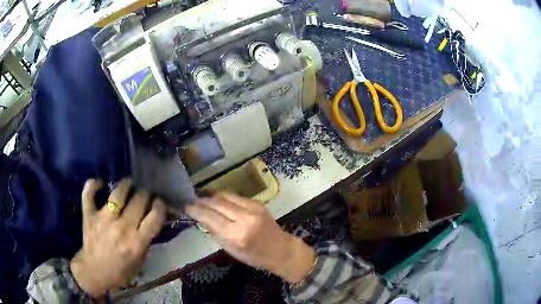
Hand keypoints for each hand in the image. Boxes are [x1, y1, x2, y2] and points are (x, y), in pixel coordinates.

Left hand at [70, 178, 166, 297]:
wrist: (95, 272)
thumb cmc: (121, 270)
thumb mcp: (140, 260)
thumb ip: (146, 240)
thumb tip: (151, 220)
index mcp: (137, 242)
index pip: (155, 217)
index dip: (160, 206)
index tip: (159, 202)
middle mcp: (122, 228)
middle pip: (138, 200)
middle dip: (144, 194)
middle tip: (143, 194)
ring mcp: (104, 220)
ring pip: (117, 194)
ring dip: (126, 185)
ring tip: (128, 183)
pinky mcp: (89, 216)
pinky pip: (89, 194)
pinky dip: (93, 185)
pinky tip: (100, 183)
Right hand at [186, 192, 315, 282]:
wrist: (280, 249)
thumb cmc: (254, 256)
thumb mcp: (231, 250)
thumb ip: (216, 233)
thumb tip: (202, 219)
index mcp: (236, 234)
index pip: (210, 217)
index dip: (196, 210)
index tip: (186, 207)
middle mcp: (244, 218)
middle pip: (216, 203)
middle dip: (202, 201)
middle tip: (192, 202)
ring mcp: (252, 208)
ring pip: (225, 196)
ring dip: (212, 197)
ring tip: (202, 199)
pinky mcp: (257, 203)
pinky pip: (235, 197)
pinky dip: (224, 197)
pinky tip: (217, 200)